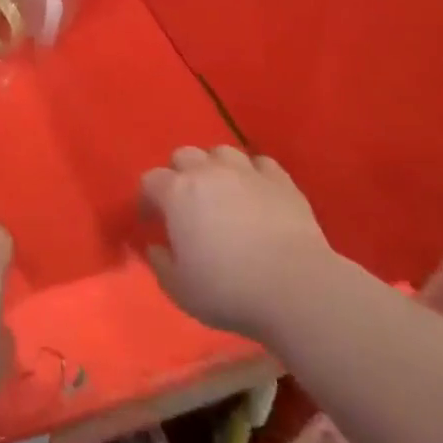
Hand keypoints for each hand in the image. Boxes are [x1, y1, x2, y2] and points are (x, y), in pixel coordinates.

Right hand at [141, 146, 330, 343]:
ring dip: (216, 167)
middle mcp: (207, 171)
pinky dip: (254, 174)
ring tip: (222, 191)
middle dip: (180, 174)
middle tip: (186, 202)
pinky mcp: (280, 180)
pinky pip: (261, 164)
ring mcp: (246, 171)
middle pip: (184, 155)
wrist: (295, 287)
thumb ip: (161, 265)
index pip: (150, 181)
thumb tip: (156, 247)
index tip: (151, 220)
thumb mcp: (181, 290)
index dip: (147, 198)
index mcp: (177, 193)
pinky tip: (257, 192)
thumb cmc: (229, 290)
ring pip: (222, 152)